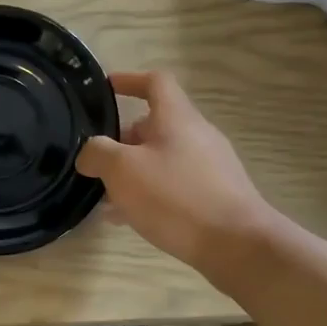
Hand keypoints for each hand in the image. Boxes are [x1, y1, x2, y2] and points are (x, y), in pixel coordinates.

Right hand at [75, 71, 283, 280]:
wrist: (237, 245)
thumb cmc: (176, 197)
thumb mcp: (123, 170)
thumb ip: (98, 153)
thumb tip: (89, 152)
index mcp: (177, 118)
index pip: (155, 82)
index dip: (129, 80)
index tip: (105, 89)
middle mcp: (197, 135)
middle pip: (155, 124)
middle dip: (123, 139)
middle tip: (97, 160)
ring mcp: (210, 166)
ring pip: (162, 158)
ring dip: (133, 170)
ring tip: (107, 195)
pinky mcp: (216, 195)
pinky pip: (174, 184)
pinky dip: (149, 192)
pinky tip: (129, 218)